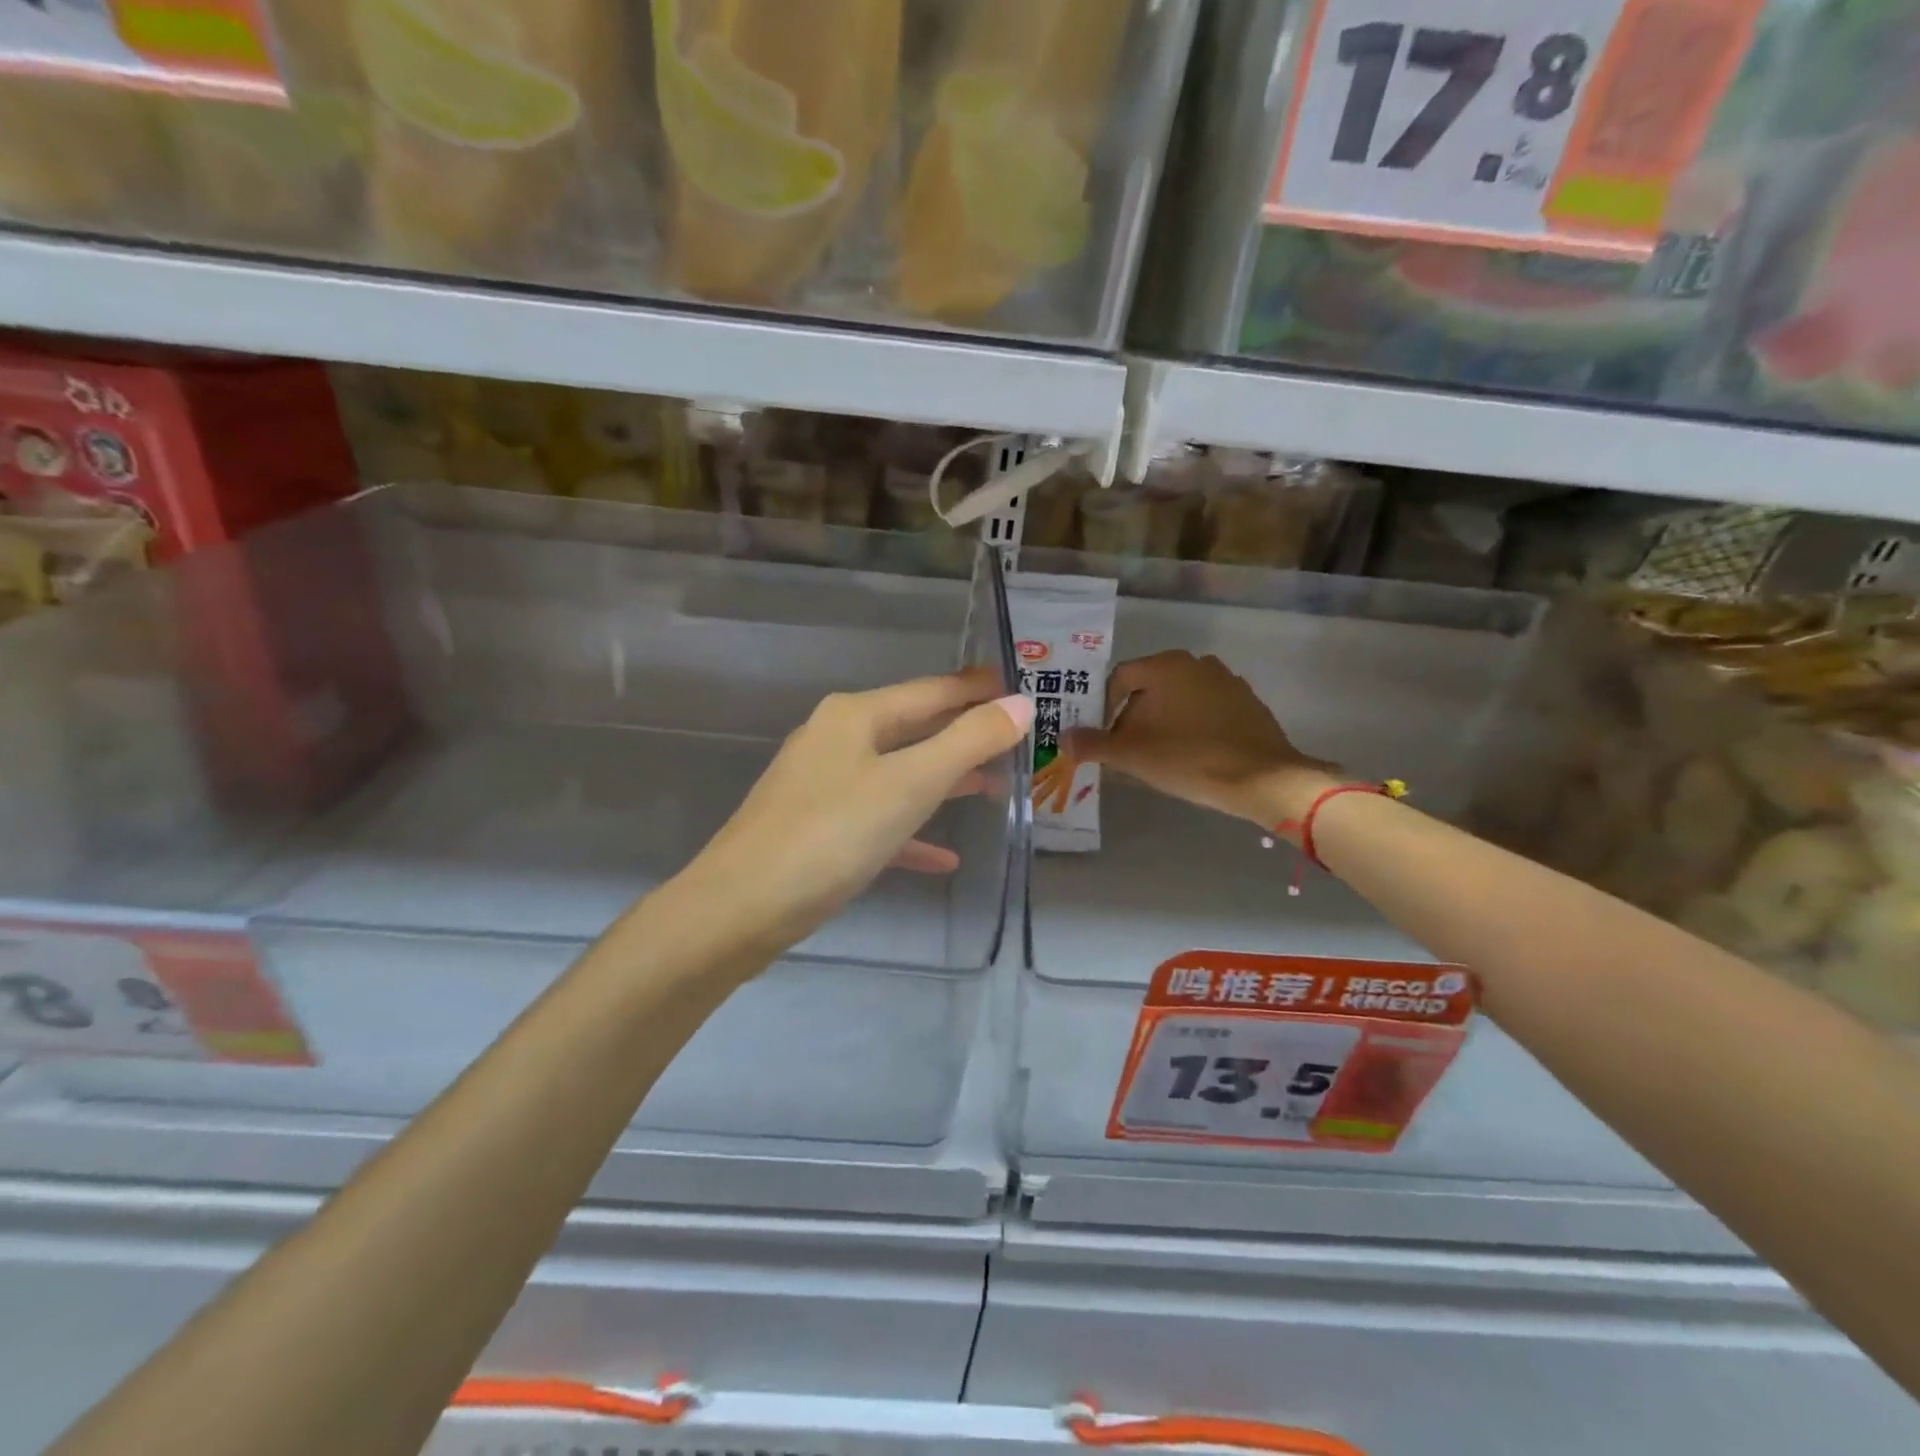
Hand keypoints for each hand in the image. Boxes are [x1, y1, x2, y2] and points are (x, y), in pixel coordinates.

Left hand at [682, 670, 1031, 954]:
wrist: (739, 908)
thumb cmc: (832, 835)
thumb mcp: (910, 784)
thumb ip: (968, 742)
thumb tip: (1020, 703)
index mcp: (855, 716)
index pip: (931, 690)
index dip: (975, 689)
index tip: (1017, 689)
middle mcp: (835, 739)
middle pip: (913, 728)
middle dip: (963, 736)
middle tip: (1014, 742)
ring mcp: (821, 784)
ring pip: (896, 773)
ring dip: (943, 781)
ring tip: (991, 789)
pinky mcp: (815, 828)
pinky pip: (876, 819)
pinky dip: (911, 831)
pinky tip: (944, 857)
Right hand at [1063, 650, 1335, 827]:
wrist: (1263, 779)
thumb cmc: (1189, 759)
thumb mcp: (1132, 755)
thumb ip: (1093, 744)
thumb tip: (1063, 739)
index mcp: (1165, 666)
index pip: (1119, 679)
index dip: (1103, 709)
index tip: (1102, 739)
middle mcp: (1195, 663)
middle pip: (1148, 688)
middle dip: (1132, 718)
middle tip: (1126, 751)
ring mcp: (1226, 681)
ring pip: (1177, 699)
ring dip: (1161, 723)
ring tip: (1157, 757)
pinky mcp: (1246, 703)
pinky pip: (1205, 710)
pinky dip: (1190, 726)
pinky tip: (1191, 756)